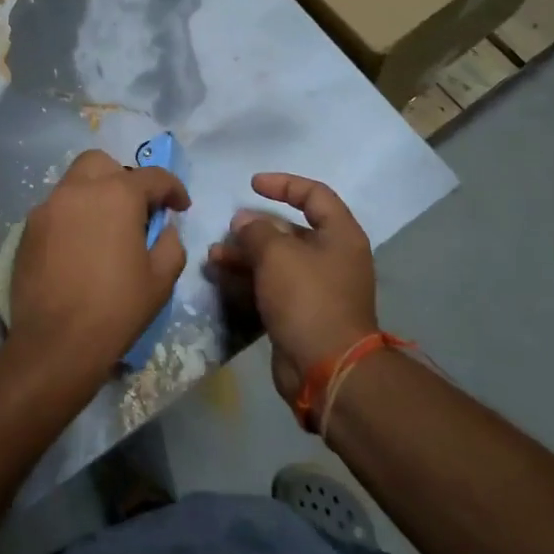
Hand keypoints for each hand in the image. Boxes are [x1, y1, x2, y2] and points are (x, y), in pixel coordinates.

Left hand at [7, 149, 189, 388]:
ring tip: (107, 229)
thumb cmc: (117, 309)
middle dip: (124, 178)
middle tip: (136, 209)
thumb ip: (170, 243)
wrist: (56, 343)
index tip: (181, 208)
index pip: (153, 176)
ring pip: (75, 183)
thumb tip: (163, 229)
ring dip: (95, 195)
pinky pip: (56, 209)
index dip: (173, 189)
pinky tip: (81, 247)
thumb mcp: (161, 279)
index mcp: (117, 195)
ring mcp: (47, 208)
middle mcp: (78, 190)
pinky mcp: (28, 230)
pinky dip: (73, 216)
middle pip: (103, 164)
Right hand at [207, 173, 377, 403]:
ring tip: (213, 256)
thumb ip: (257, 231)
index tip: (252, 184)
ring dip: (244, 256)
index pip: (314, 195)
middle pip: (291, 231)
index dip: (283, 184)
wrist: (327, 369)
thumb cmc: (307, 298)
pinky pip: (271, 287)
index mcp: (340, 235)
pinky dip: (247, 280)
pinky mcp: (300, 314)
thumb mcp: (278, 254)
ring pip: (276, 261)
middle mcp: (333, 258)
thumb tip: (245, 222)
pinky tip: (219, 277)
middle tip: (227, 230)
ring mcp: (317, 288)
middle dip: (255, 228)